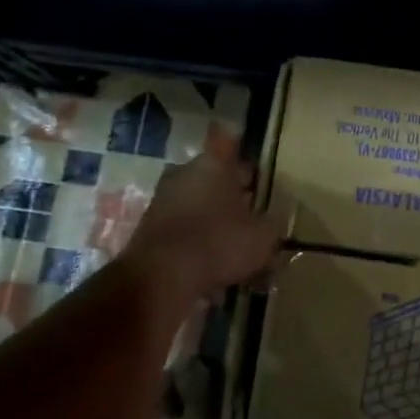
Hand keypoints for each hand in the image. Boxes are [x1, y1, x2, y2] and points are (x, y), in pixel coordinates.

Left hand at [124, 130, 279, 298]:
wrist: (160, 277)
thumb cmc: (219, 243)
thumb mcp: (263, 237)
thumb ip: (270, 225)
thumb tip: (269, 222)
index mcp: (214, 165)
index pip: (227, 141)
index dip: (240, 145)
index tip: (250, 155)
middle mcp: (184, 173)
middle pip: (212, 172)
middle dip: (231, 186)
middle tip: (252, 204)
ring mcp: (162, 199)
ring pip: (196, 197)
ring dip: (213, 211)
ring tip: (235, 234)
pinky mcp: (149, 226)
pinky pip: (183, 222)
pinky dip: (197, 233)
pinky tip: (213, 254)